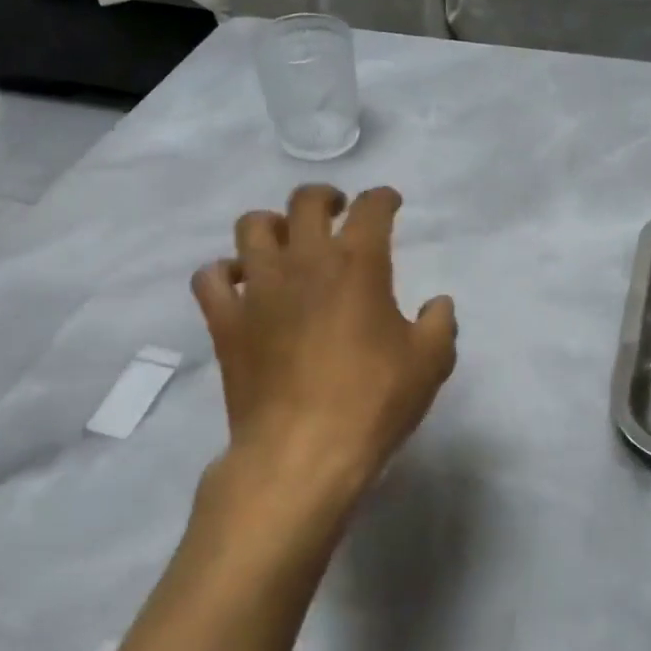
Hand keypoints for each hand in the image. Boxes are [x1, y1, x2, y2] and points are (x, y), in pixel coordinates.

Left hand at [192, 185, 456, 511]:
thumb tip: (438, 303)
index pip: (371, 208)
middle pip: (305, 201)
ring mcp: (258, 288)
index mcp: (357, 263)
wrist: (301, 453)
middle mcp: (304, 261)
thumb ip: (440, 323)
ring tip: (286, 243)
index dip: (383, 198)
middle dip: (325, 197)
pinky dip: (224, 273)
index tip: (390, 203)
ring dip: (272, 225)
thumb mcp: (430, 363)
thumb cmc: (372, 402)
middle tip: (336, 212)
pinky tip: (241, 284)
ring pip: (252, 227)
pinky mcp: (226, 321)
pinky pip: (210, 278)